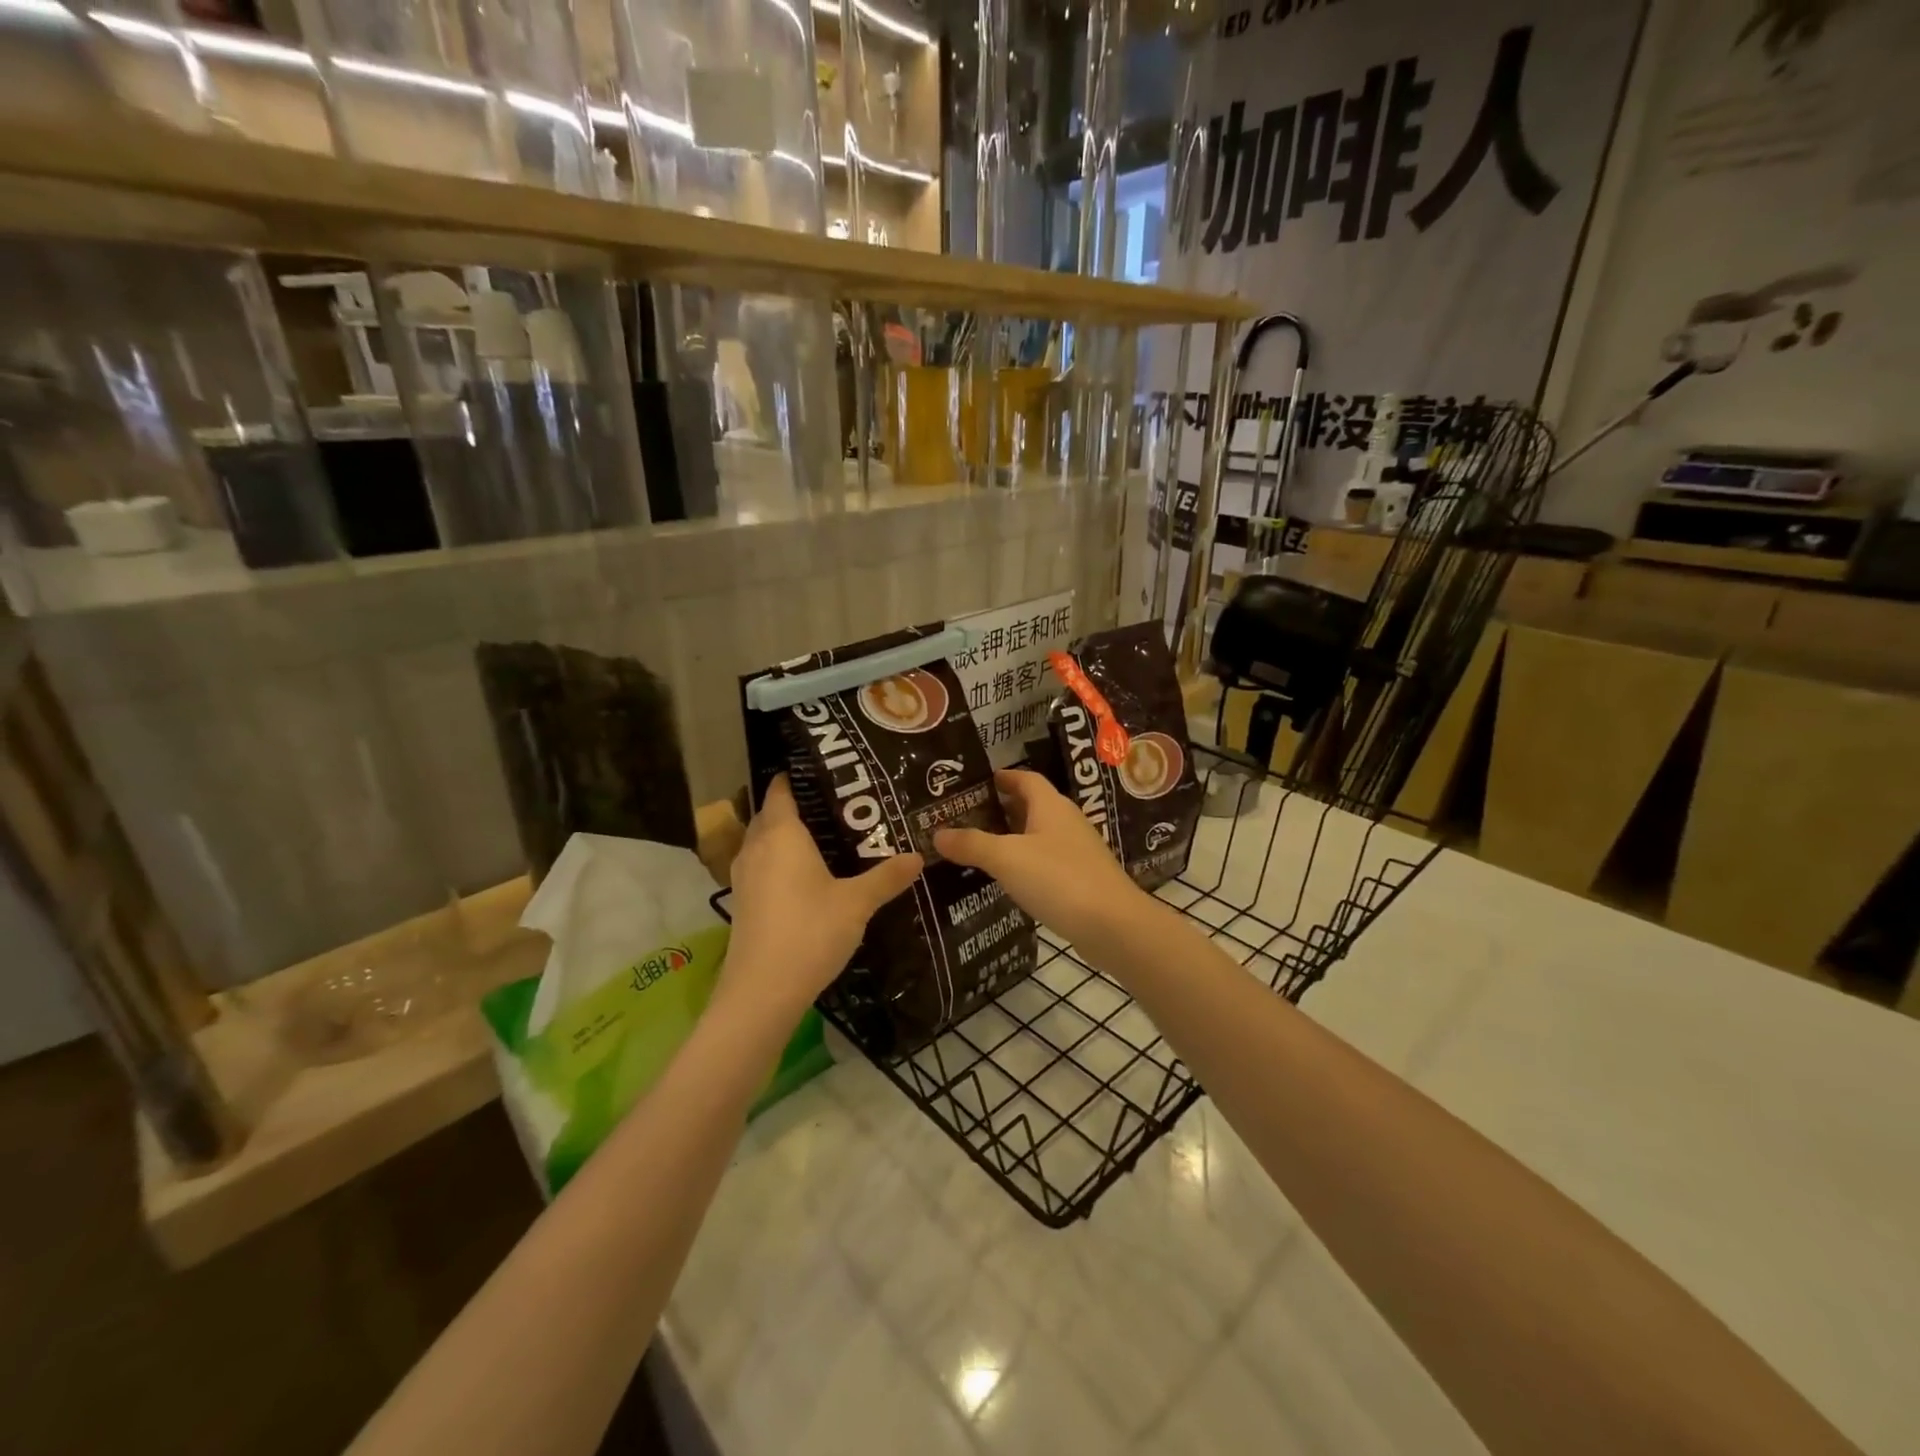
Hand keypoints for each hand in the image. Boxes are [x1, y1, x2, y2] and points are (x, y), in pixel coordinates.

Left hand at [722, 775, 923, 1014]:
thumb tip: (919, 856)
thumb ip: (887, 877)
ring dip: (789, 834)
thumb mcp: (857, 903)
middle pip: (773, 811)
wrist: (762, 992)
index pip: (782, 787)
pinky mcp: (743, 900)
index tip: (832, 770)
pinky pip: (762, 864)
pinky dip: (781, 860)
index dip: (801, 774)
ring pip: (765, 839)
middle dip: (802, 804)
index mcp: (780, 833)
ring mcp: (744, 874)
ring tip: (830, 836)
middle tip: (842, 805)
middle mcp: (756, 846)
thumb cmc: (809, 933)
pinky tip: (810, 875)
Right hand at [934, 770, 1140, 948]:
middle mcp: (1066, 821)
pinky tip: (1005, 880)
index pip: (1025, 778)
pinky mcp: (1080, 879)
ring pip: (1037, 836)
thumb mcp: (1006, 858)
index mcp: (1051, 806)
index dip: (1002, 777)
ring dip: (1010, 839)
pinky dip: (1024, 864)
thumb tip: (937, 834)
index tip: (975, 783)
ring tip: (976, 849)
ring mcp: (1076, 851)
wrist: (1113, 925)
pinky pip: (1045, 862)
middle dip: (1000, 810)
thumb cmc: (1058, 879)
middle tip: (964, 818)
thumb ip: (972, 844)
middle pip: (1031, 806)